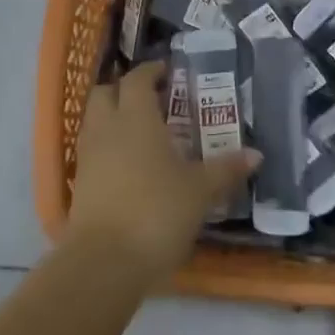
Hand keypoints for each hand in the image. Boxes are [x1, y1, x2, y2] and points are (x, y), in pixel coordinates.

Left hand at [68, 60, 258, 282]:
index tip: (168, 73)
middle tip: (152, 100)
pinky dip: (106, 146)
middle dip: (125, 89)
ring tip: (141, 132)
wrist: (104, 262)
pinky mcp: (79, 183)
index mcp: (136, 116)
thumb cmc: (156, 212)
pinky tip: (128, 165)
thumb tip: (256, 154)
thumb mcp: (199, 191)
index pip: (137, 79)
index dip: (151, 71)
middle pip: (106, 92)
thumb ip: (225, 169)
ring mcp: (88, 155)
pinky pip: (91, 149)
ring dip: (113, 116)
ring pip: (94, 119)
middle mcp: (107, 127)